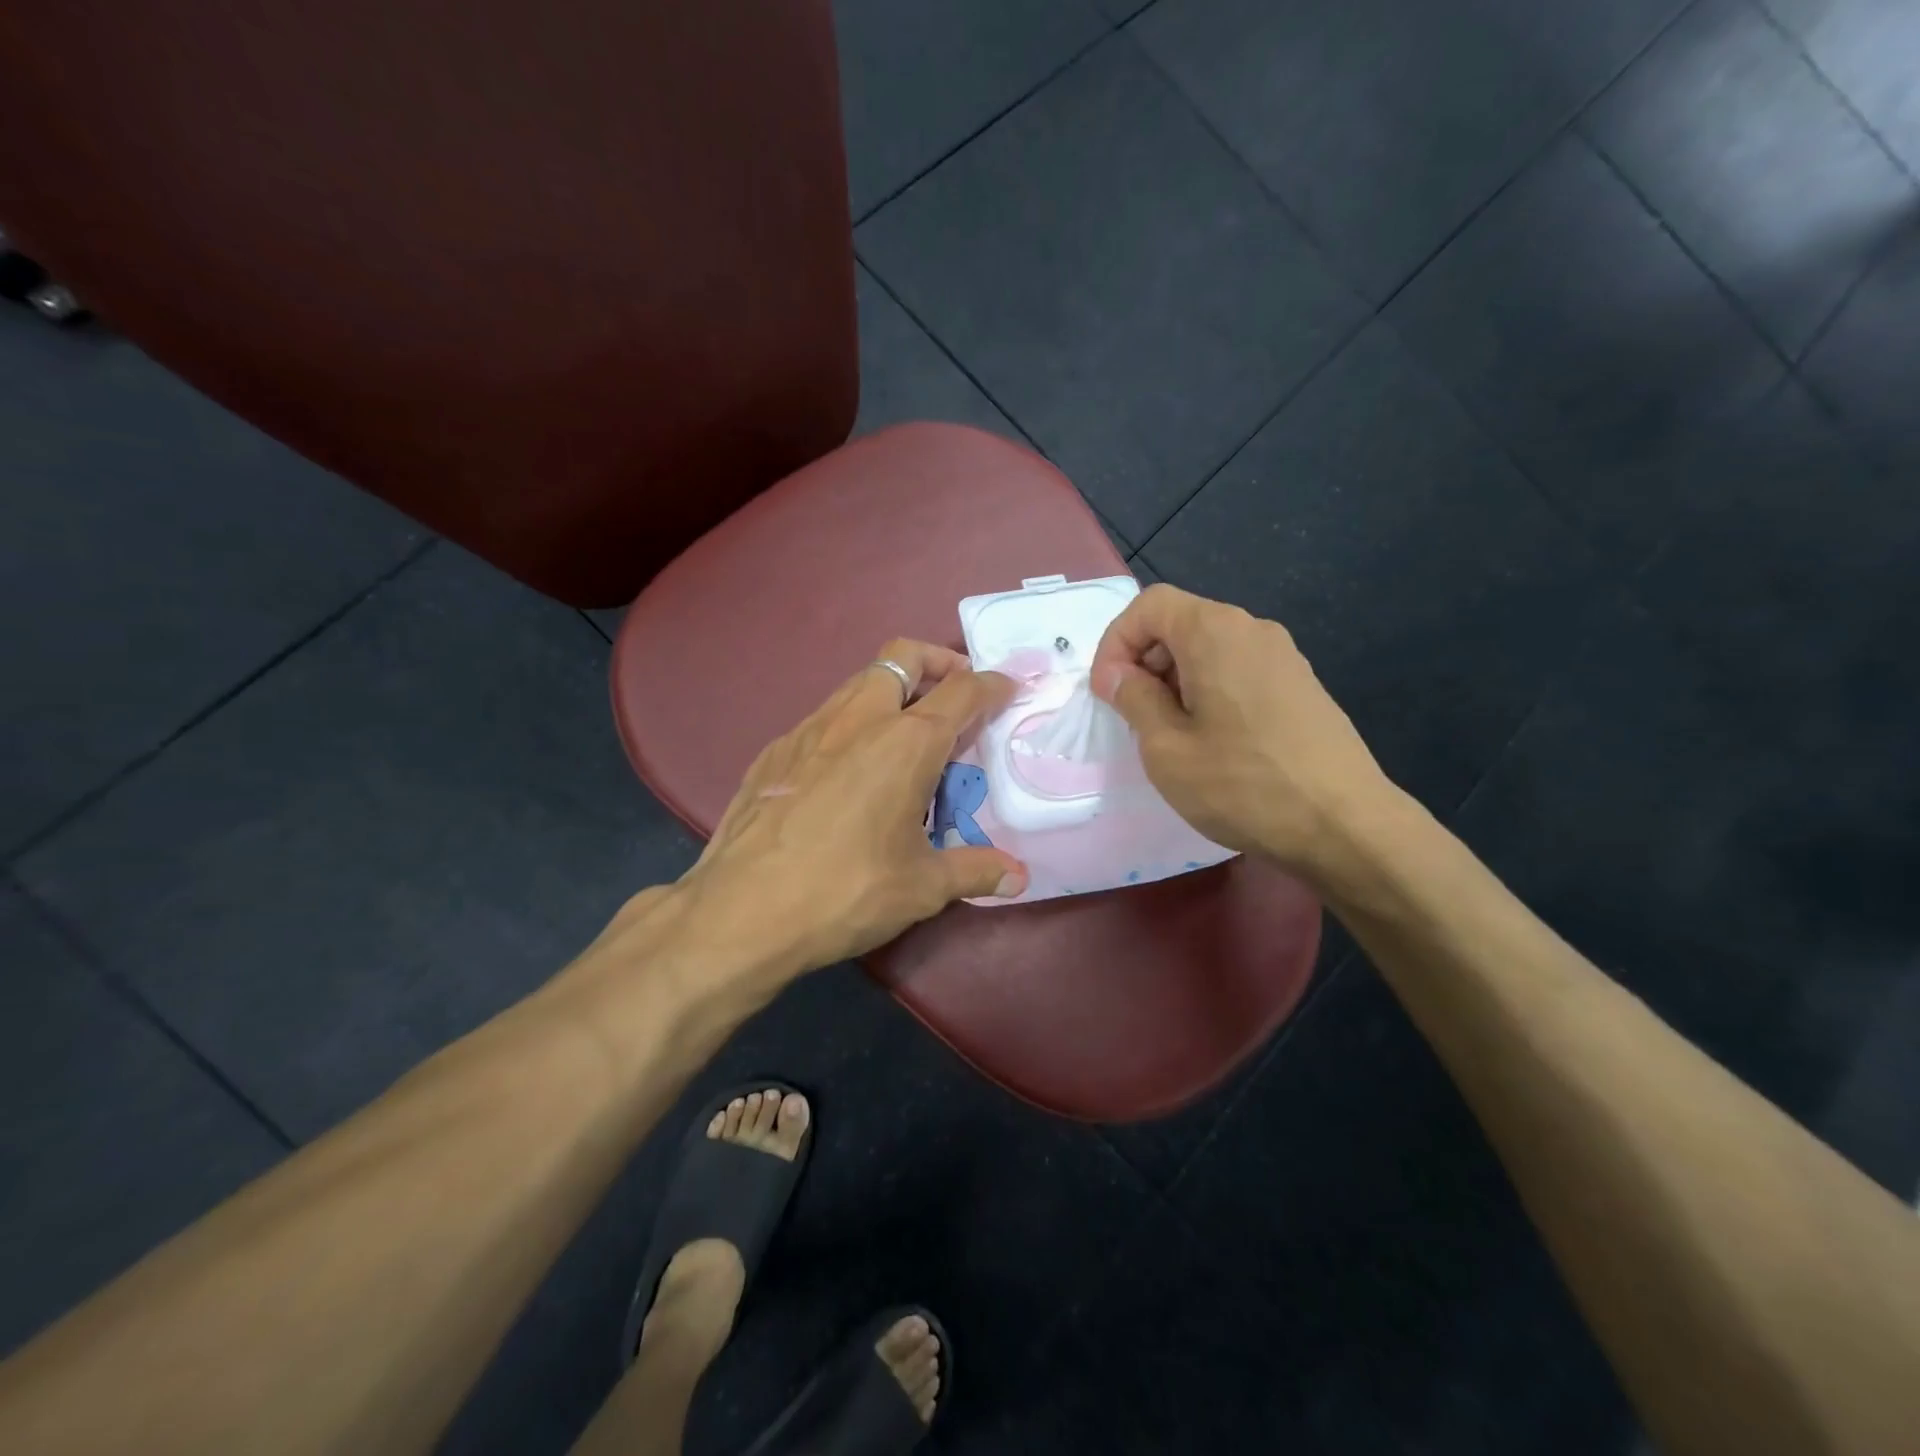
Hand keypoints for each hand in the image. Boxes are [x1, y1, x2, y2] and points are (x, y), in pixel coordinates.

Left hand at [677, 640, 1028, 974]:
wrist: (741, 910)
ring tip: (905, 734)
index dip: (991, 685)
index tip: (1006, 690)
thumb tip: (1019, 877)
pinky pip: (824, 719)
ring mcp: (809, 729)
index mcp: (906, 743)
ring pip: (859, 683)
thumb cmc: (846, 892)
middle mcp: (859, 719)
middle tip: (954, 693)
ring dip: (891, 690)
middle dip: (936, 662)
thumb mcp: (922, 886)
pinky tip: (847, 771)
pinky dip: (850, 725)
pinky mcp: (775, 751)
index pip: (961, 691)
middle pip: (902, 656)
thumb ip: (975, 871)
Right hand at [1090, 585, 1396, 883]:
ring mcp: (1284, 657)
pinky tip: (1213, 741)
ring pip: (1210, 648)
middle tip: (1134, 715)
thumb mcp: (1166, 748)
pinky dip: (1209, 690)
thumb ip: (1134, 699)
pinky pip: (1239, 670)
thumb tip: (1119, 674)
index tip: (1108, 692)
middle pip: (1181, 622)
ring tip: (1171, 733)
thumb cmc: (1242, 784)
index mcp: (1215, 632)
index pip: (1150, 605)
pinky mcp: (1301, 686)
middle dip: (1144, 661)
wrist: (1345, 826)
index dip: (1116, 642)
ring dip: (1176, 680)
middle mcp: (1253, 629)